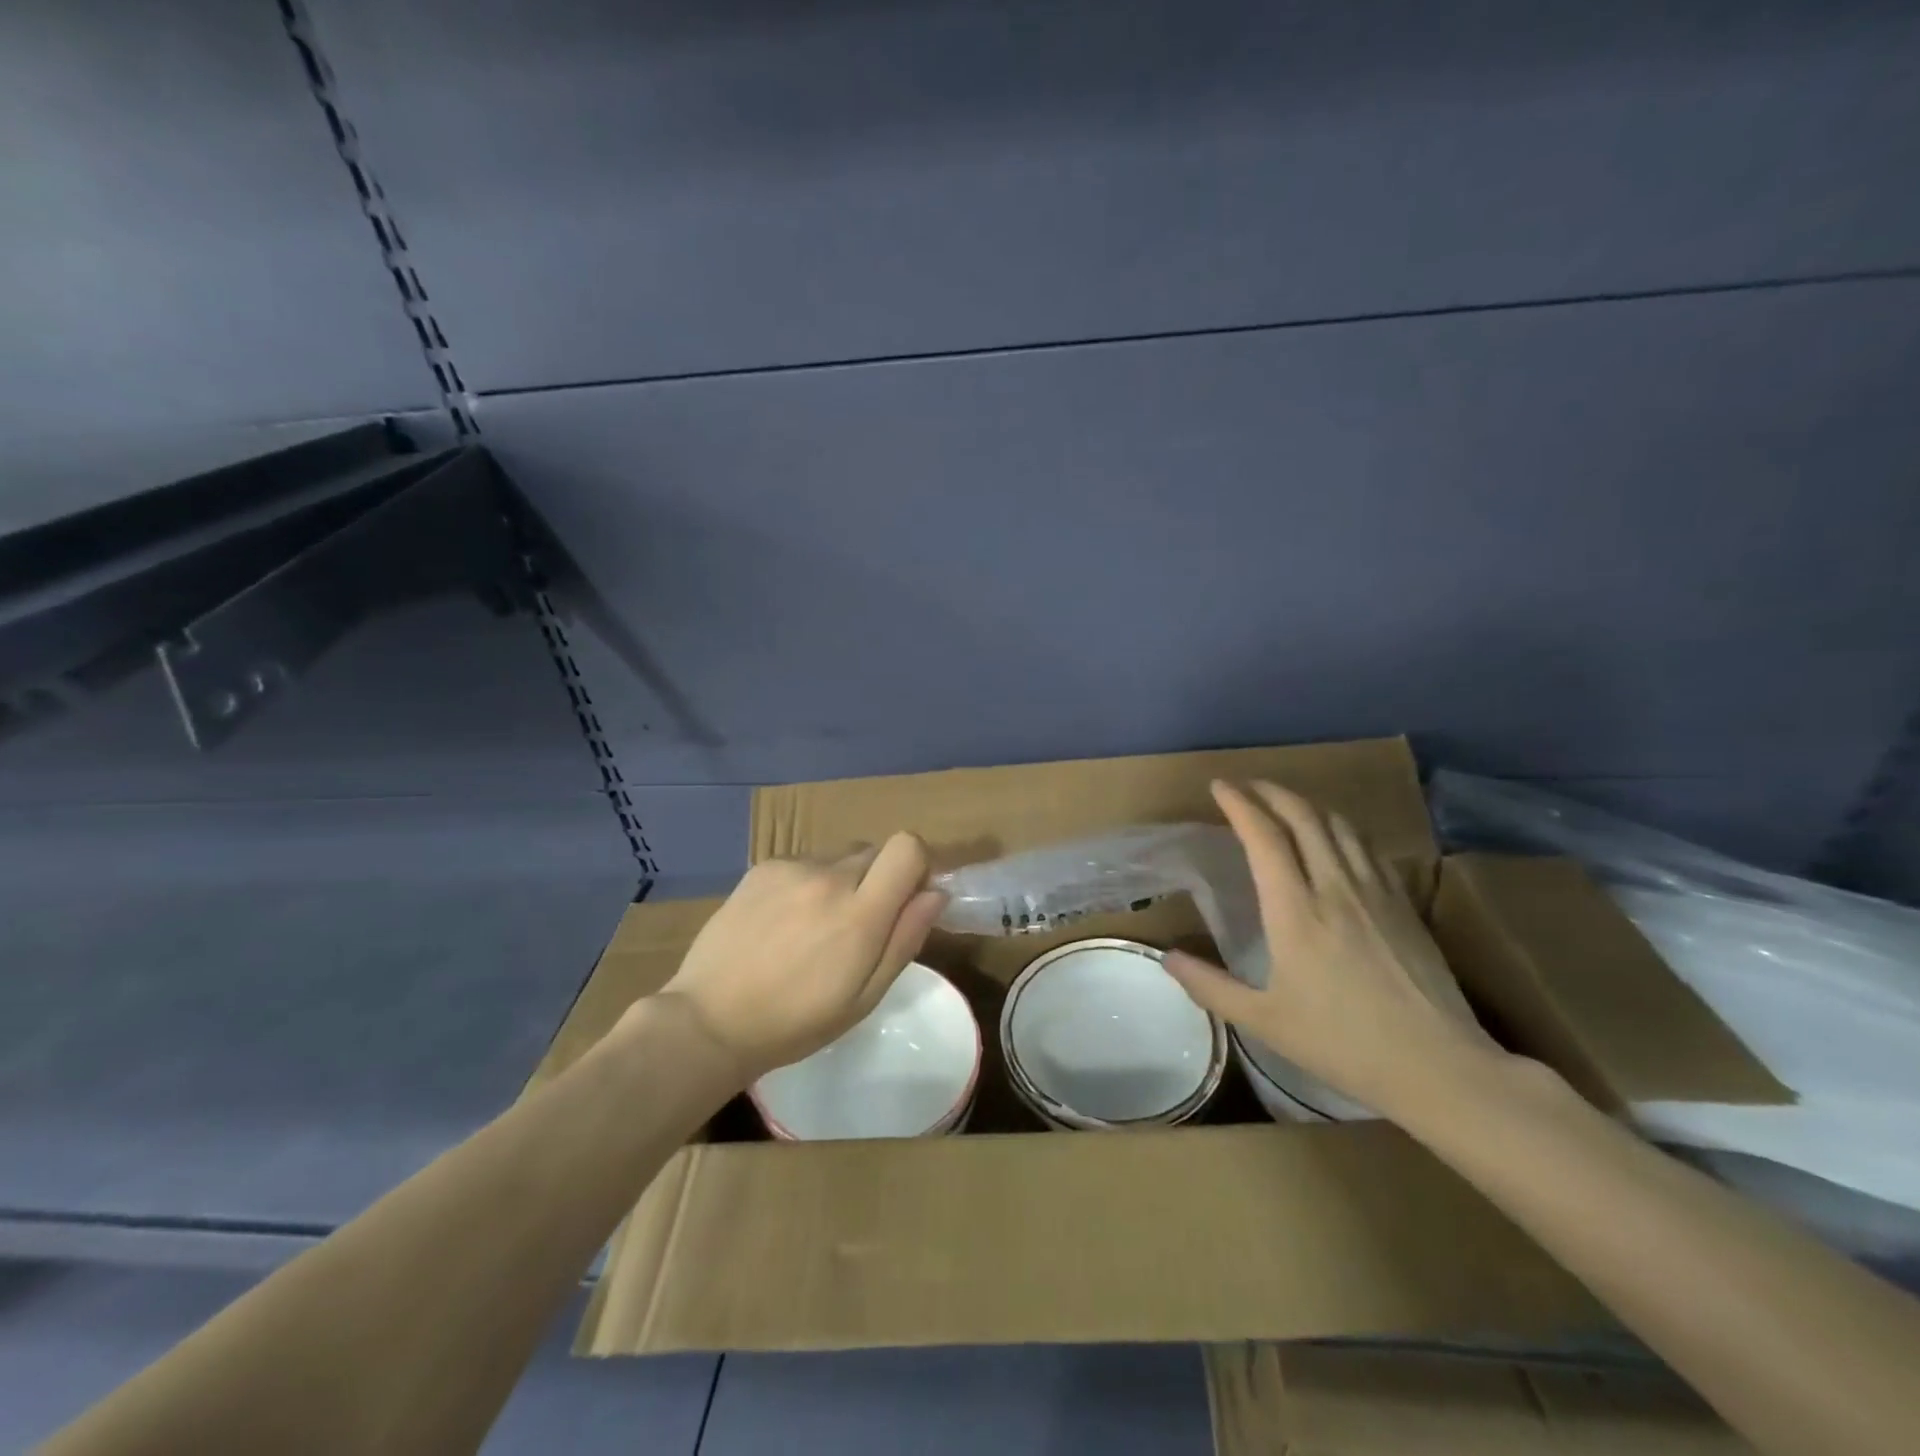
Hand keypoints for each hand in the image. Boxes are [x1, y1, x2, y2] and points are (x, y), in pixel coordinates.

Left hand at [653, 833, 947, 1084]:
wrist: (709, 1020)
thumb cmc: (795, 1022)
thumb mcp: (864, 997)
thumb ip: (905, 939)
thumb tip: (936, 894)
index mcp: (860, 913)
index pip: (907, 847)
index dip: (916, 866)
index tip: (907, 898)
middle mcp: (828, 877)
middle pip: (875, 851)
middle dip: (878, 880)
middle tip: (856, 925)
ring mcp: (792, 868)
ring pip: (839, 857)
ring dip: (842, 881)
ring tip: (812, 927)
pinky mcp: (762, 868)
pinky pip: (804, 863)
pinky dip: (807, 883)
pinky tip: (782, 922)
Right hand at [1163, 780, 1500, 1121]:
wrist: (1440, 1066)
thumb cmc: (1342, 1044)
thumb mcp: (1264, 1021)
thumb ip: (1210, 986)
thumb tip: (1166, 957)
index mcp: (1296, 910)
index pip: (1264, 836)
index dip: (1239, 804)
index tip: (1219, 786)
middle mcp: (1335, 886)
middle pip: (1304, 816)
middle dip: (1271, 792)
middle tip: (1247, 786)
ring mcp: (1376, 891)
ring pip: (1340, 825)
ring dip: (1307, 805)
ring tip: (1286, 805)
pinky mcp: (1405, 903)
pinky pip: (1368, 847)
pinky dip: (1342, 829)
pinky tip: (1337, 840)